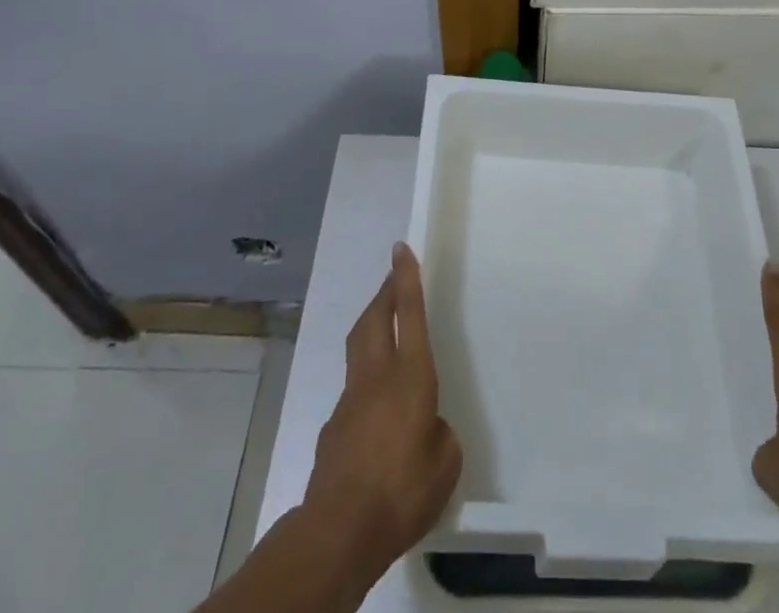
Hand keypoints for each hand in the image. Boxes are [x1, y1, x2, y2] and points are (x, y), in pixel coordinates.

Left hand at [300, 242, 462, 580]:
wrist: (339, 530)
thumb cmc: (402, 490)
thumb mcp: (445, 464)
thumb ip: (440, 435)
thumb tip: (426, 428)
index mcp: (411, 376)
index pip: (410, 313)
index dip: (406, 277)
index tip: (400, 248)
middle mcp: (377, 376)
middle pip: (376, 318)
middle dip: (385, 292)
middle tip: (394, 278)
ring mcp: (350, 398)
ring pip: (359, 346)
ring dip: (372, 327)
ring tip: (386, 327)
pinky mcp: (333, 426)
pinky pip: (353, 388)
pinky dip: (366, 380)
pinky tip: (376, 409)